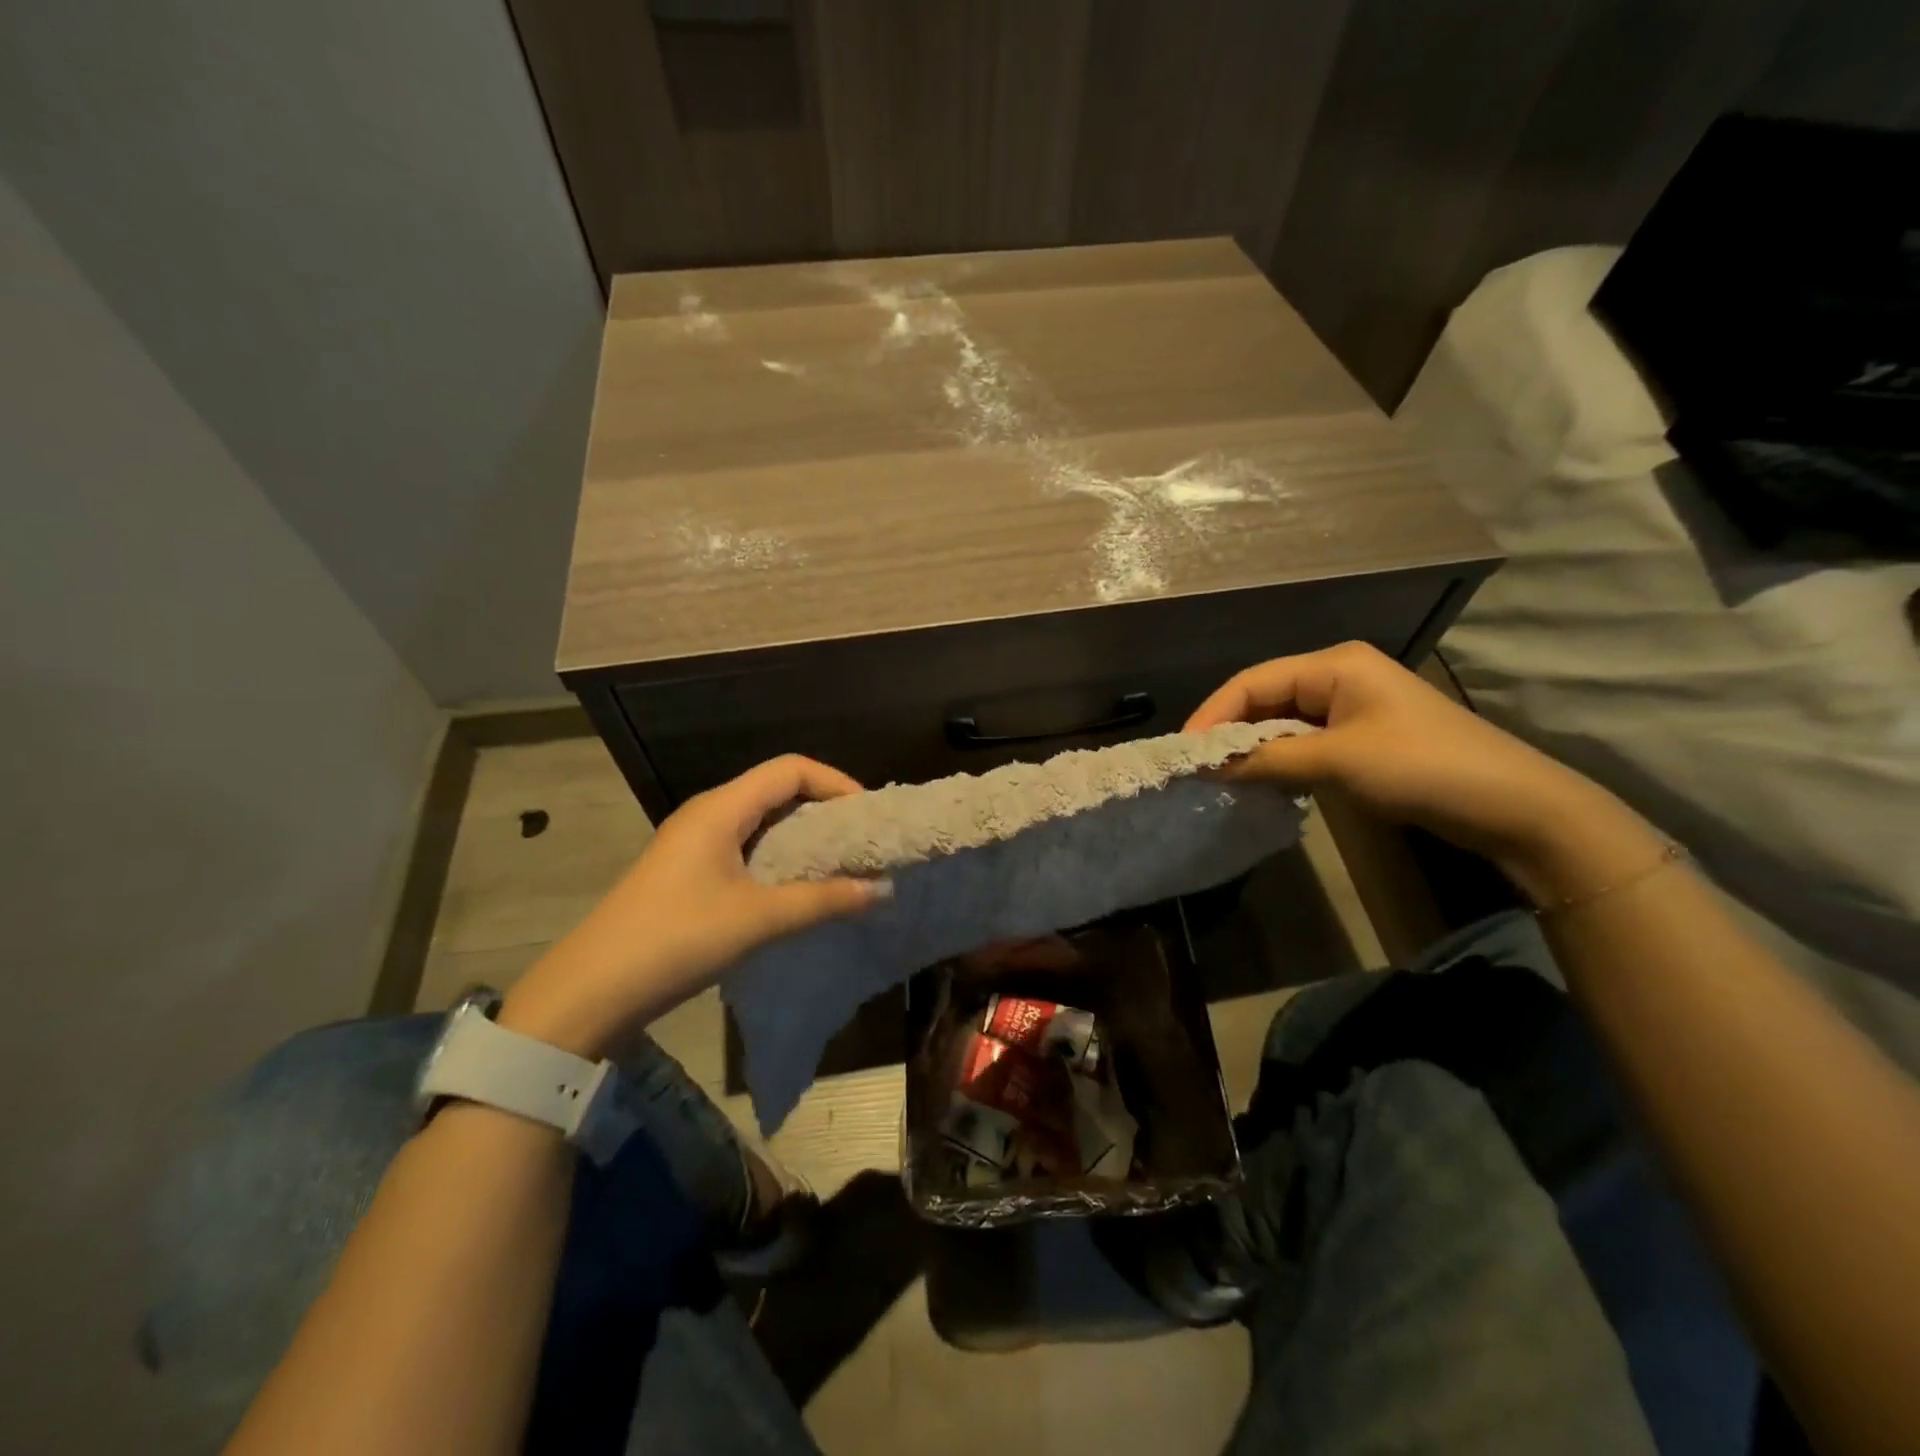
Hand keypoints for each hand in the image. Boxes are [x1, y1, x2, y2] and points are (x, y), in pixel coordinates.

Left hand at [499, 755, 884, 1056]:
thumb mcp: (757, 919)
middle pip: (777, 789)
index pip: (790, 769)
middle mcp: (708, 813)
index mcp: (721, 808)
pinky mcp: (690, 870)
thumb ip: (822, 901)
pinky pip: (747, 846)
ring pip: (762, 820)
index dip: (835, 782)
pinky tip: (799, 886)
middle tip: (861, 841)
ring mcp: (695, 842)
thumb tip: (881, 889)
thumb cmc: (676, 940)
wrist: (591, 990)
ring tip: (840, 863)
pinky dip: (781, 856)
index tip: (867, 816)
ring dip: (804, 835)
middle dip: (824, 808)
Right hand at [1186, 642, 1612, 871]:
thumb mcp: (1336, 761)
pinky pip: (1305, 740)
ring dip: (1253, 747)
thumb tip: (1207, 766)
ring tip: (1220, 775)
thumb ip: (1267, 760)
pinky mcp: (1363, 737)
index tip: (1184, 749)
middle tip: (1197, 765)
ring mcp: (1353, 707)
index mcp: (1334, 664)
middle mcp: (1339, 676)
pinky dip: (1279, 758)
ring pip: (1283, 721)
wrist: (1513, 804)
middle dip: (1230, 730)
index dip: (1213, 713)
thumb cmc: (1421, 766)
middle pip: (1265, 697)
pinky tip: (1261, 779)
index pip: (1253, 681)